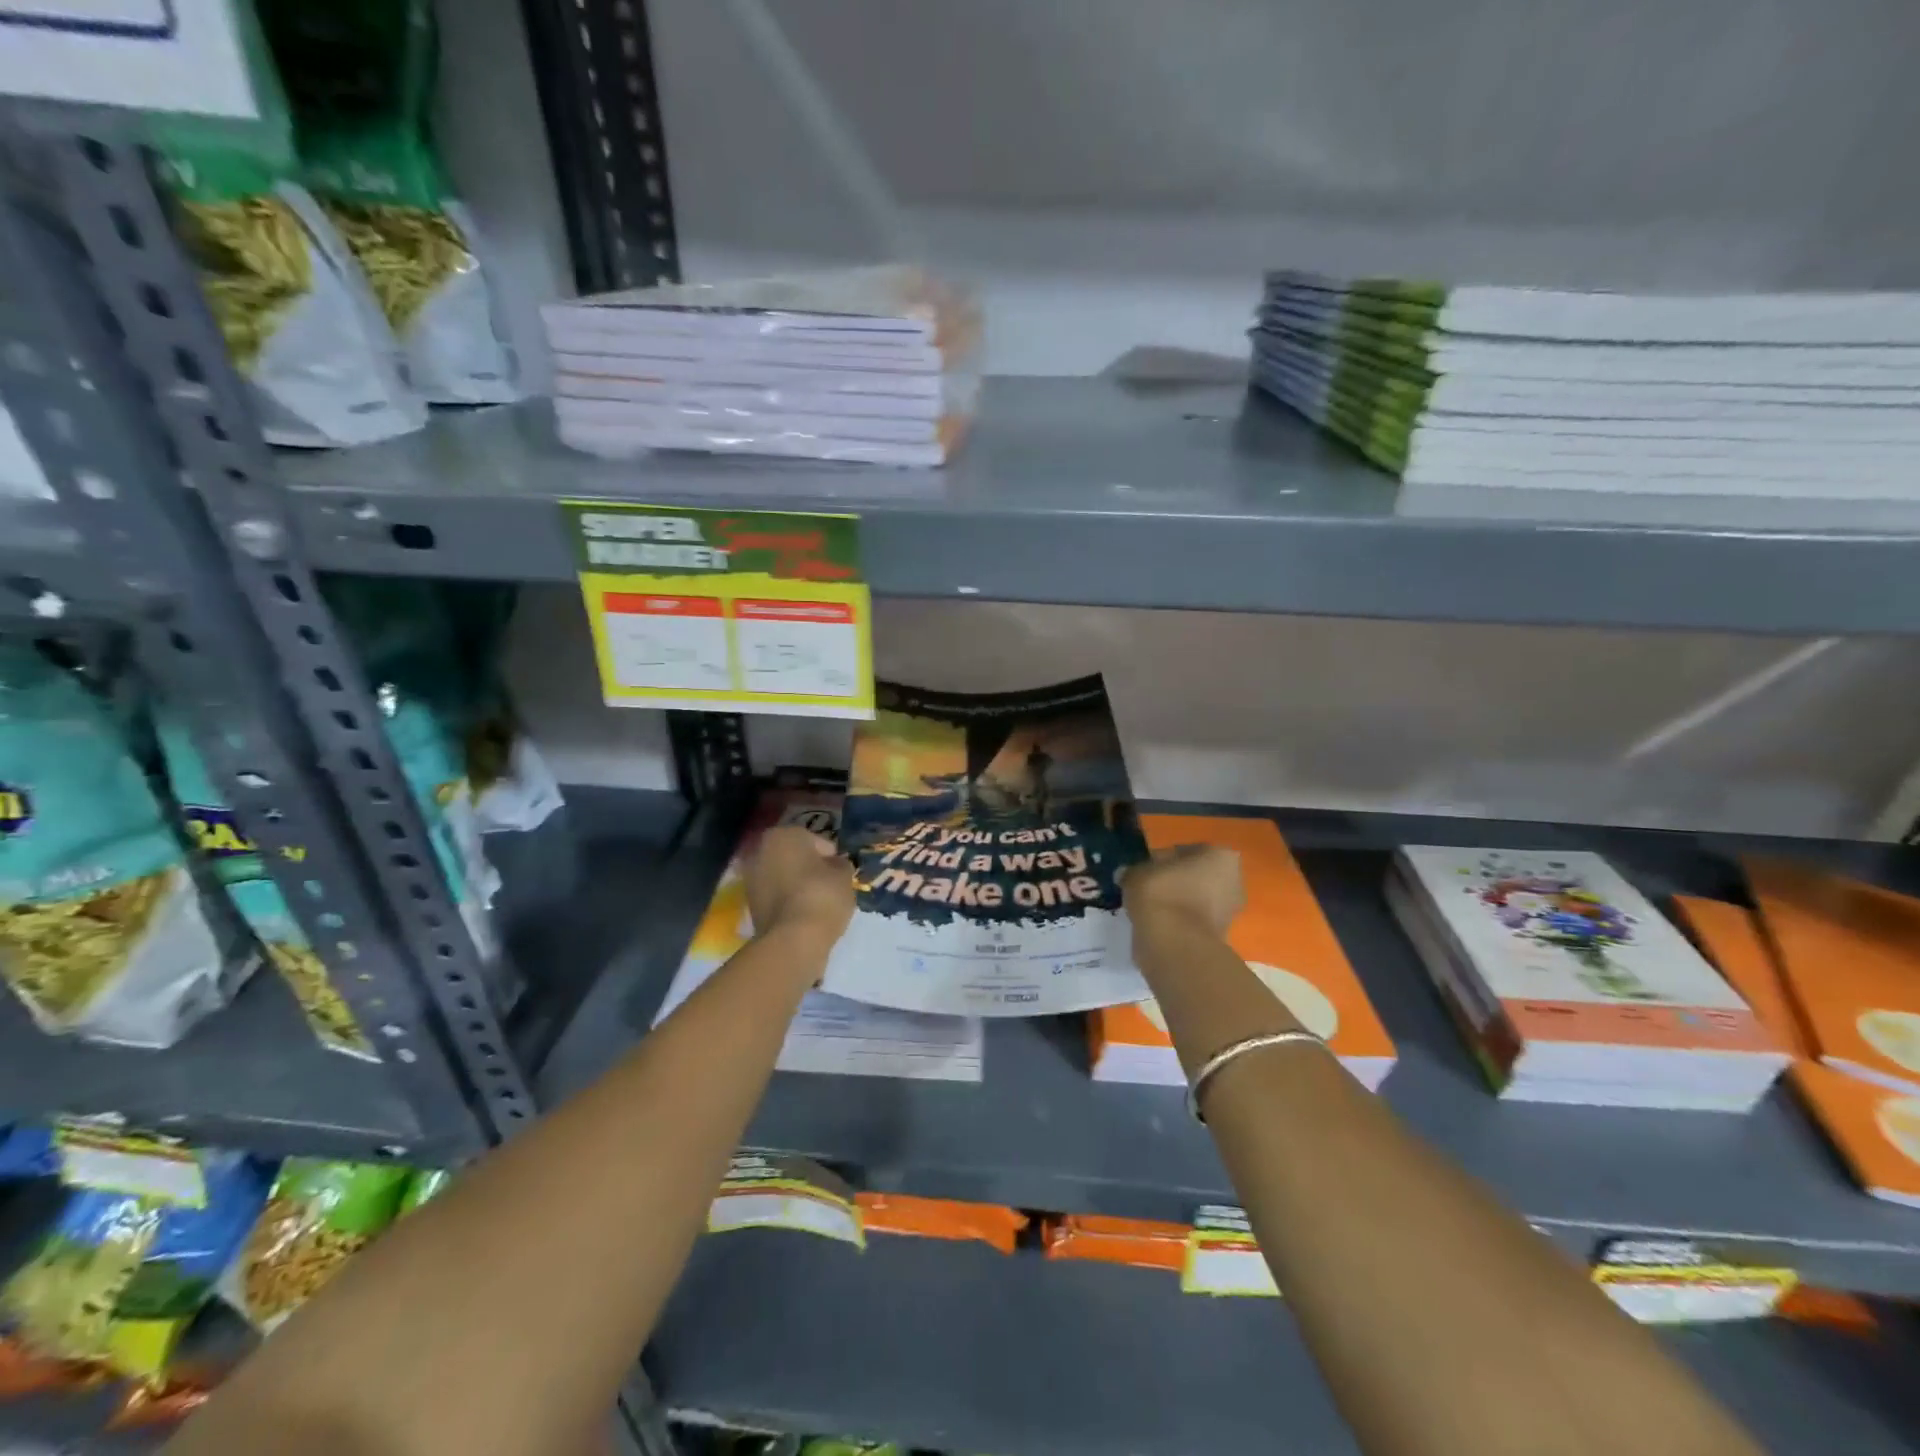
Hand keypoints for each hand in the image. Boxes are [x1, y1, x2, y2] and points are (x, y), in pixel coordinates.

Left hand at [745, 825, 855, 948]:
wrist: (793, 940)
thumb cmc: (822, 895)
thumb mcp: (844, 875)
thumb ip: (840, 865)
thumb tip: (835, 866)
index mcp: (783, 835)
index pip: (815, 840)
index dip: (830, 856)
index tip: (841, 872)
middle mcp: (761, 851)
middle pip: (794, 857)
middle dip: (809, 868)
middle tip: (830, 885)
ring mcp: (751, 879)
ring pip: (783, 877)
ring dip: (797, 885)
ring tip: (819, 902)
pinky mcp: (750, 905)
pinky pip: (776, 897)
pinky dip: (788, 902)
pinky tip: (804, 915)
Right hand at [1123, 844, 1244, 937]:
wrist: (1175, 945)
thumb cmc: (1161, 894)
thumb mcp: (1137, 873)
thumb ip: (1133, 871)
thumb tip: (1126, 875)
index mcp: (1220, 856)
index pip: (1185, 851)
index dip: (1161, 860)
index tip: (1143, 870)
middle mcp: (1233, 881)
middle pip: (1195, 876)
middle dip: (1173, 882)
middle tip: (1146, 889)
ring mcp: (1229, 912)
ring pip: (1195, 901)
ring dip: (1175, 904)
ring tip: (1147, 909)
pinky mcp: (1219, 938)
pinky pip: (1192, 922)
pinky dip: (1177, 923)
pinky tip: (1156, 926)